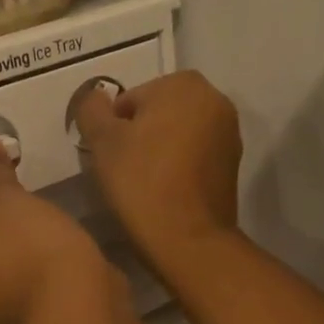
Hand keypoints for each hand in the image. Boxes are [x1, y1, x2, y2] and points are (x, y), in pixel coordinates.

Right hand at [73, 71, 241, 276]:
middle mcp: (214, 99)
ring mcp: (229, 133)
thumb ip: (91, 109)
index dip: (112, 128)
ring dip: (158, 151)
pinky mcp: (233, 164)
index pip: (130, 99)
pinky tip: (164, 192)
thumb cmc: (141, 182)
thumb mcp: (102, 141)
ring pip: (176, 135)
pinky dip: (177, 167)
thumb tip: (94, 96)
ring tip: (142, 184)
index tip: (109, 157)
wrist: (188, 239)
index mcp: (183, 84)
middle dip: (138, 136)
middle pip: (157, 113)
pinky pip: (194, 156)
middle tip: (122, 170)